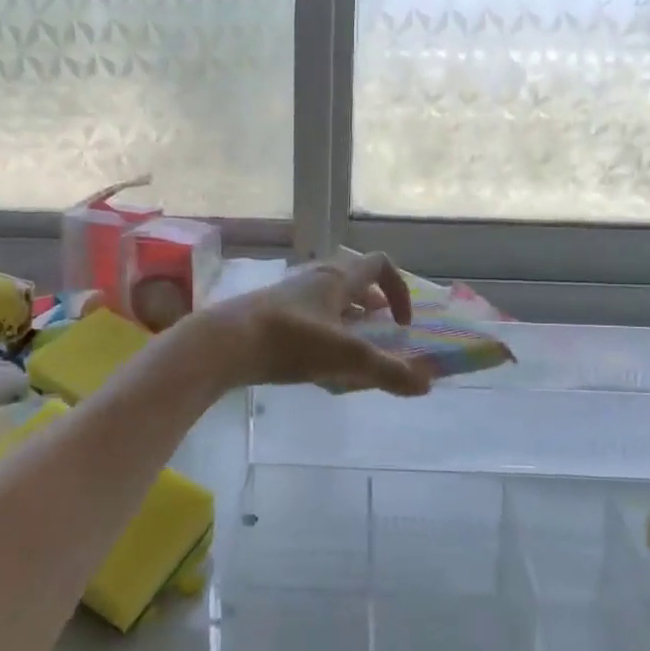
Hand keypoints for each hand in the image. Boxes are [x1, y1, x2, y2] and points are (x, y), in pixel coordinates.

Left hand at [191, 251, 432, 397]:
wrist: (223, 343)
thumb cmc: (289, 341)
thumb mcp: (346, 358)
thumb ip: (388, 372)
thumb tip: (426, 385)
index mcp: (337, 279)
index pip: (380, 265)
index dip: (399, 290)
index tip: (402, 323)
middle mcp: (315, 279)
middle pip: (354, 281)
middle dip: (373, 306)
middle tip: (380, 334)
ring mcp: (289, 295)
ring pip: (329, 298)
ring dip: (347, 319)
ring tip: (352, 351)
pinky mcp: (270, 313)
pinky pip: (308, 315)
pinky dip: (323, 332)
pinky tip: (317, 364)